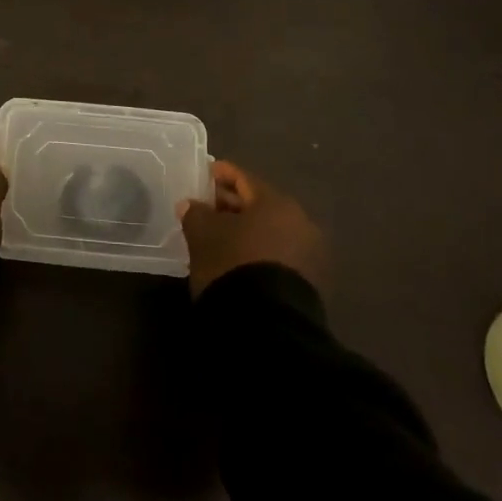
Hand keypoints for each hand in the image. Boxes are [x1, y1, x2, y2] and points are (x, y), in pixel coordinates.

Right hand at [177, 160, 325, 297]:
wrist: (268, 326)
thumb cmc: (233, 264)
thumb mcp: (203, 234)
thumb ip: (196, 213)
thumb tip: (191, 205)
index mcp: (276, 202)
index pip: (244, 178)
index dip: (222, 174)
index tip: (205, 173)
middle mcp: (299, 222)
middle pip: (259, 205)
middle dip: (232, 204)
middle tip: (207, 206)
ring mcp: (308, 255)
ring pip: (269, 232)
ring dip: (245, 231)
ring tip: (219, 237)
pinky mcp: (309, 284)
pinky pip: (277, 255)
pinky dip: (257, 252)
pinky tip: (237, 260)